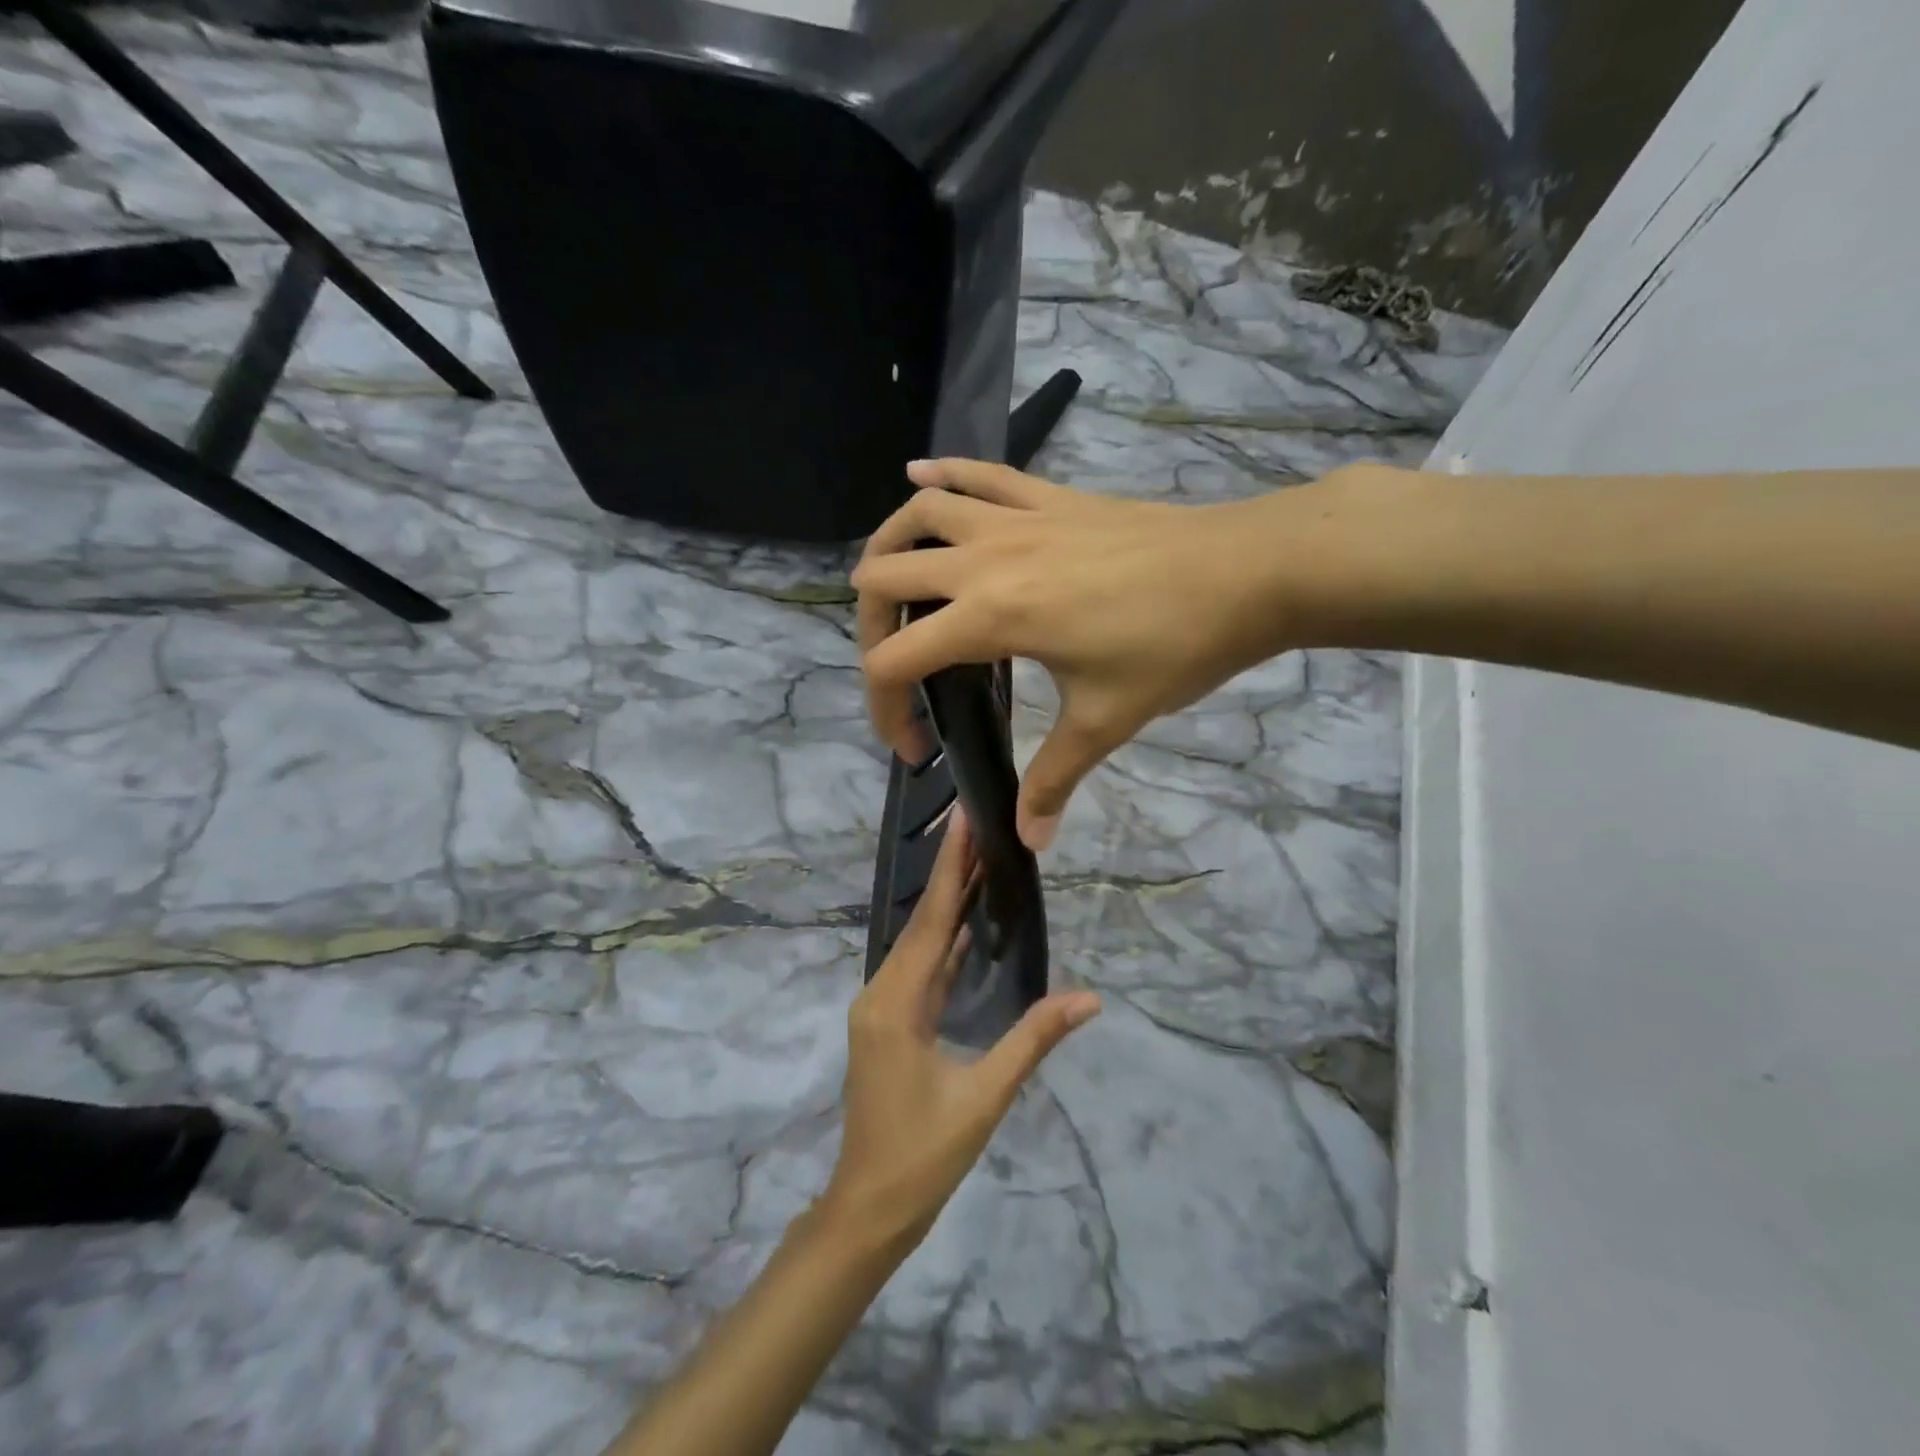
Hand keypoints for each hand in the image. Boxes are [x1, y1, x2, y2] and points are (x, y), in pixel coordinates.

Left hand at [822, 807, 1100, 1245]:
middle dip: (951, 874)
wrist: (869, 1209)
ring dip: (947, 906)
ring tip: (980, 862)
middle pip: (922, 923)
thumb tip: (1090, 998)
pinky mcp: (889, 1023)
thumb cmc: (925, 1155)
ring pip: (919, 945)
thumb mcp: (986, 1096)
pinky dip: (943, 943)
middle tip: (979, 826)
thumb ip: (1034, 1039)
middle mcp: (881, 994)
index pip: (930, 920)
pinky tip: (966, 925)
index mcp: (896, 1003)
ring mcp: (881, 1008)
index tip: (963, 820)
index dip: (950, 868)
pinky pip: (920, 970)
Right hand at [852, 458, 1339, 848]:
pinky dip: (942, 474)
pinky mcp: (1047, 496)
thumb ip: (1056, 778)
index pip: (896, 661)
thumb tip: (1029, 841)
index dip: (885, 711)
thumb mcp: (1108, 719)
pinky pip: (980, 473)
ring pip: (919, 514)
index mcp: (992, 616)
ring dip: (890, 547)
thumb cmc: (1176, 646)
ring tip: (890, 583)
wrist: (1249, 571)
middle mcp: (986, 559)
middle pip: (884, 577)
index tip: (916, 749)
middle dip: (870, 630)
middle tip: (899, 669)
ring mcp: (1016, 519)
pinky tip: (918, 475)